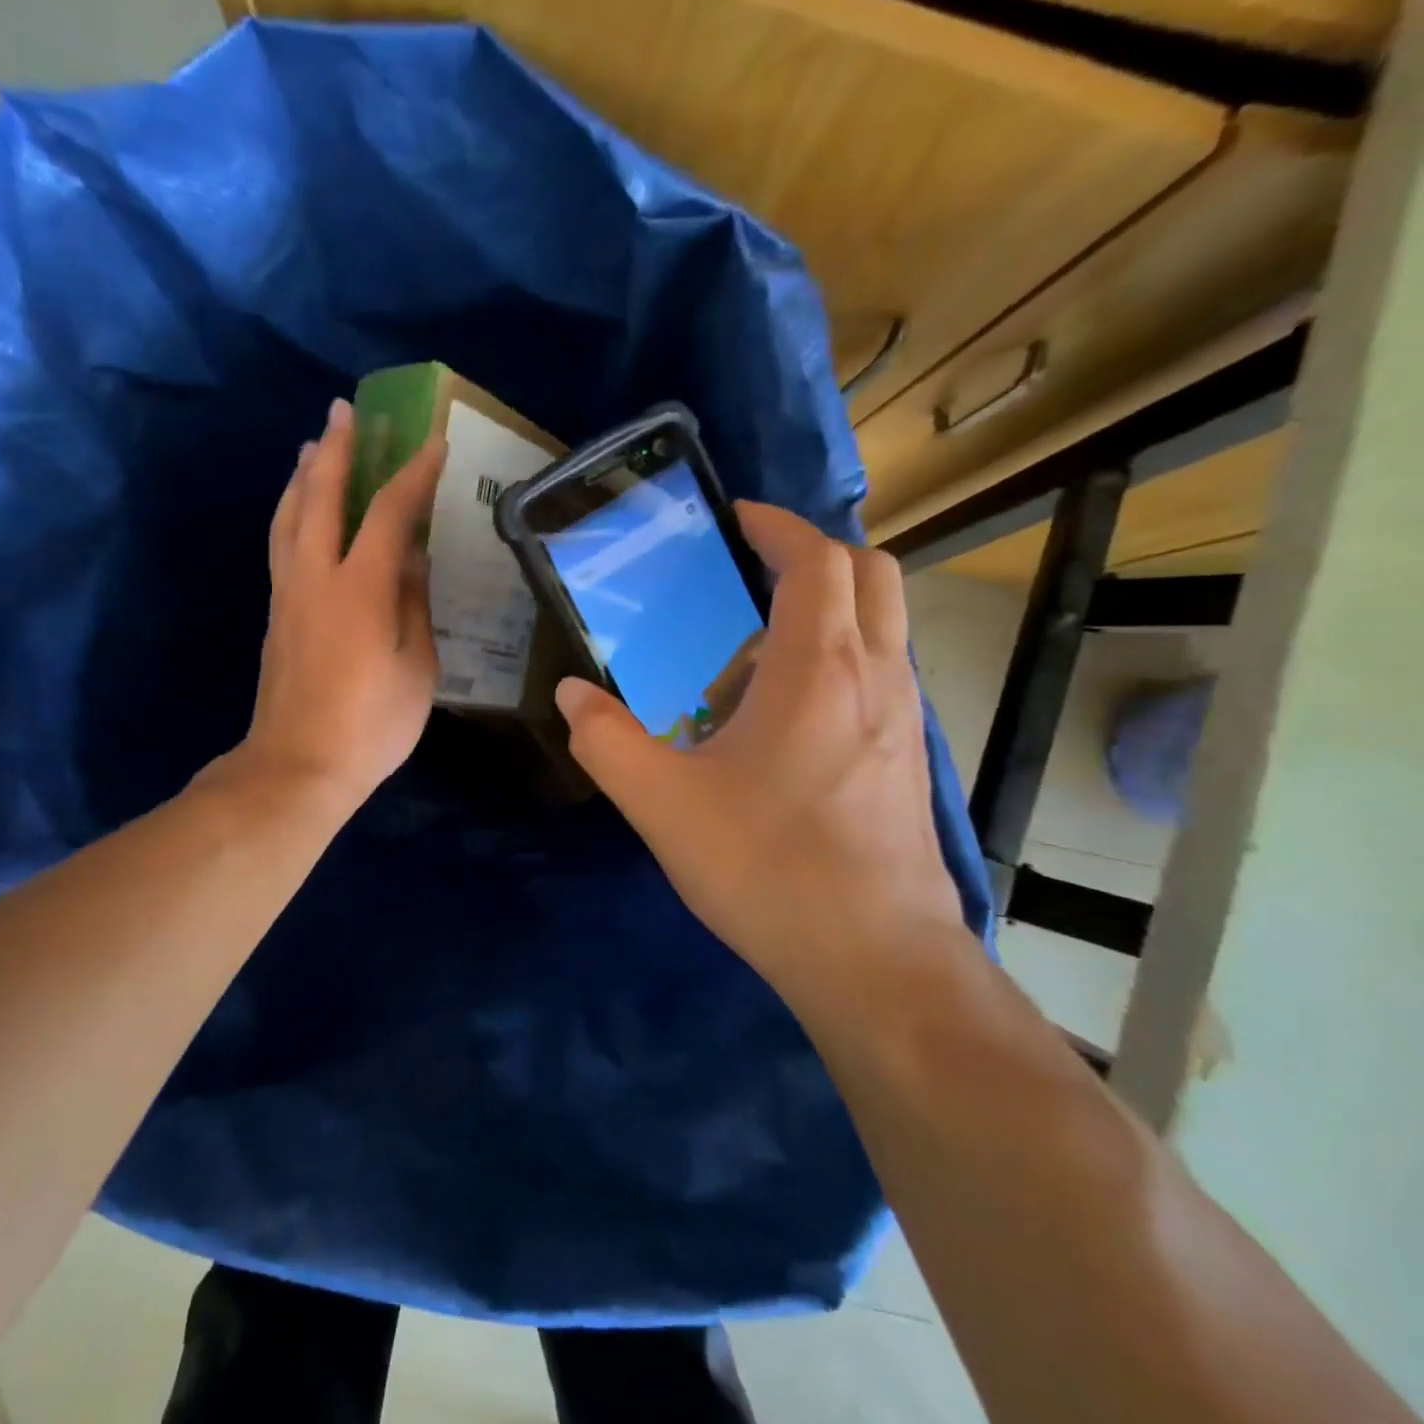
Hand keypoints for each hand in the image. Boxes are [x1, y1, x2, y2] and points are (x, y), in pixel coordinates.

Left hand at [235, 398, 446, 813]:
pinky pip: (281, 544)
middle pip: (321, 497)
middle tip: (345, 411)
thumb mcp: (417, 667)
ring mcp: (289, 594)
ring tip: (314, 447)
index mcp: (360, 588)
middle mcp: (316, 577)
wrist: (298, 766)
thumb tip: (410, 555)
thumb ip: (413, 603)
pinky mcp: (276, 615)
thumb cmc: (371, 725)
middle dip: (336, 449)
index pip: (388, 513)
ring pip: (289, 517)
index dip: (412, 474)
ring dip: (303, 475)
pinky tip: (298, 511)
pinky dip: (291, 512)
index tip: (432, 443)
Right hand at [555, 501, 966, 995]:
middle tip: (749, 576)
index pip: (815, 560)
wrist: (874, 959)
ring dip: (825, 613)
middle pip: (871, 574)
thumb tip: (571, 696)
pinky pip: (879, 676)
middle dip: (813, 555)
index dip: (776, 526)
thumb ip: (606, 740)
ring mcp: (904, 719)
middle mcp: (876, 676)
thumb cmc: (767, 867)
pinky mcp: (908, 759)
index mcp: (817, 668)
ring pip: (882, 626)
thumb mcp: (661, 803)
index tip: (734, 519)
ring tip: (751, 657)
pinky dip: (837, 661)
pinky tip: (782, 721)